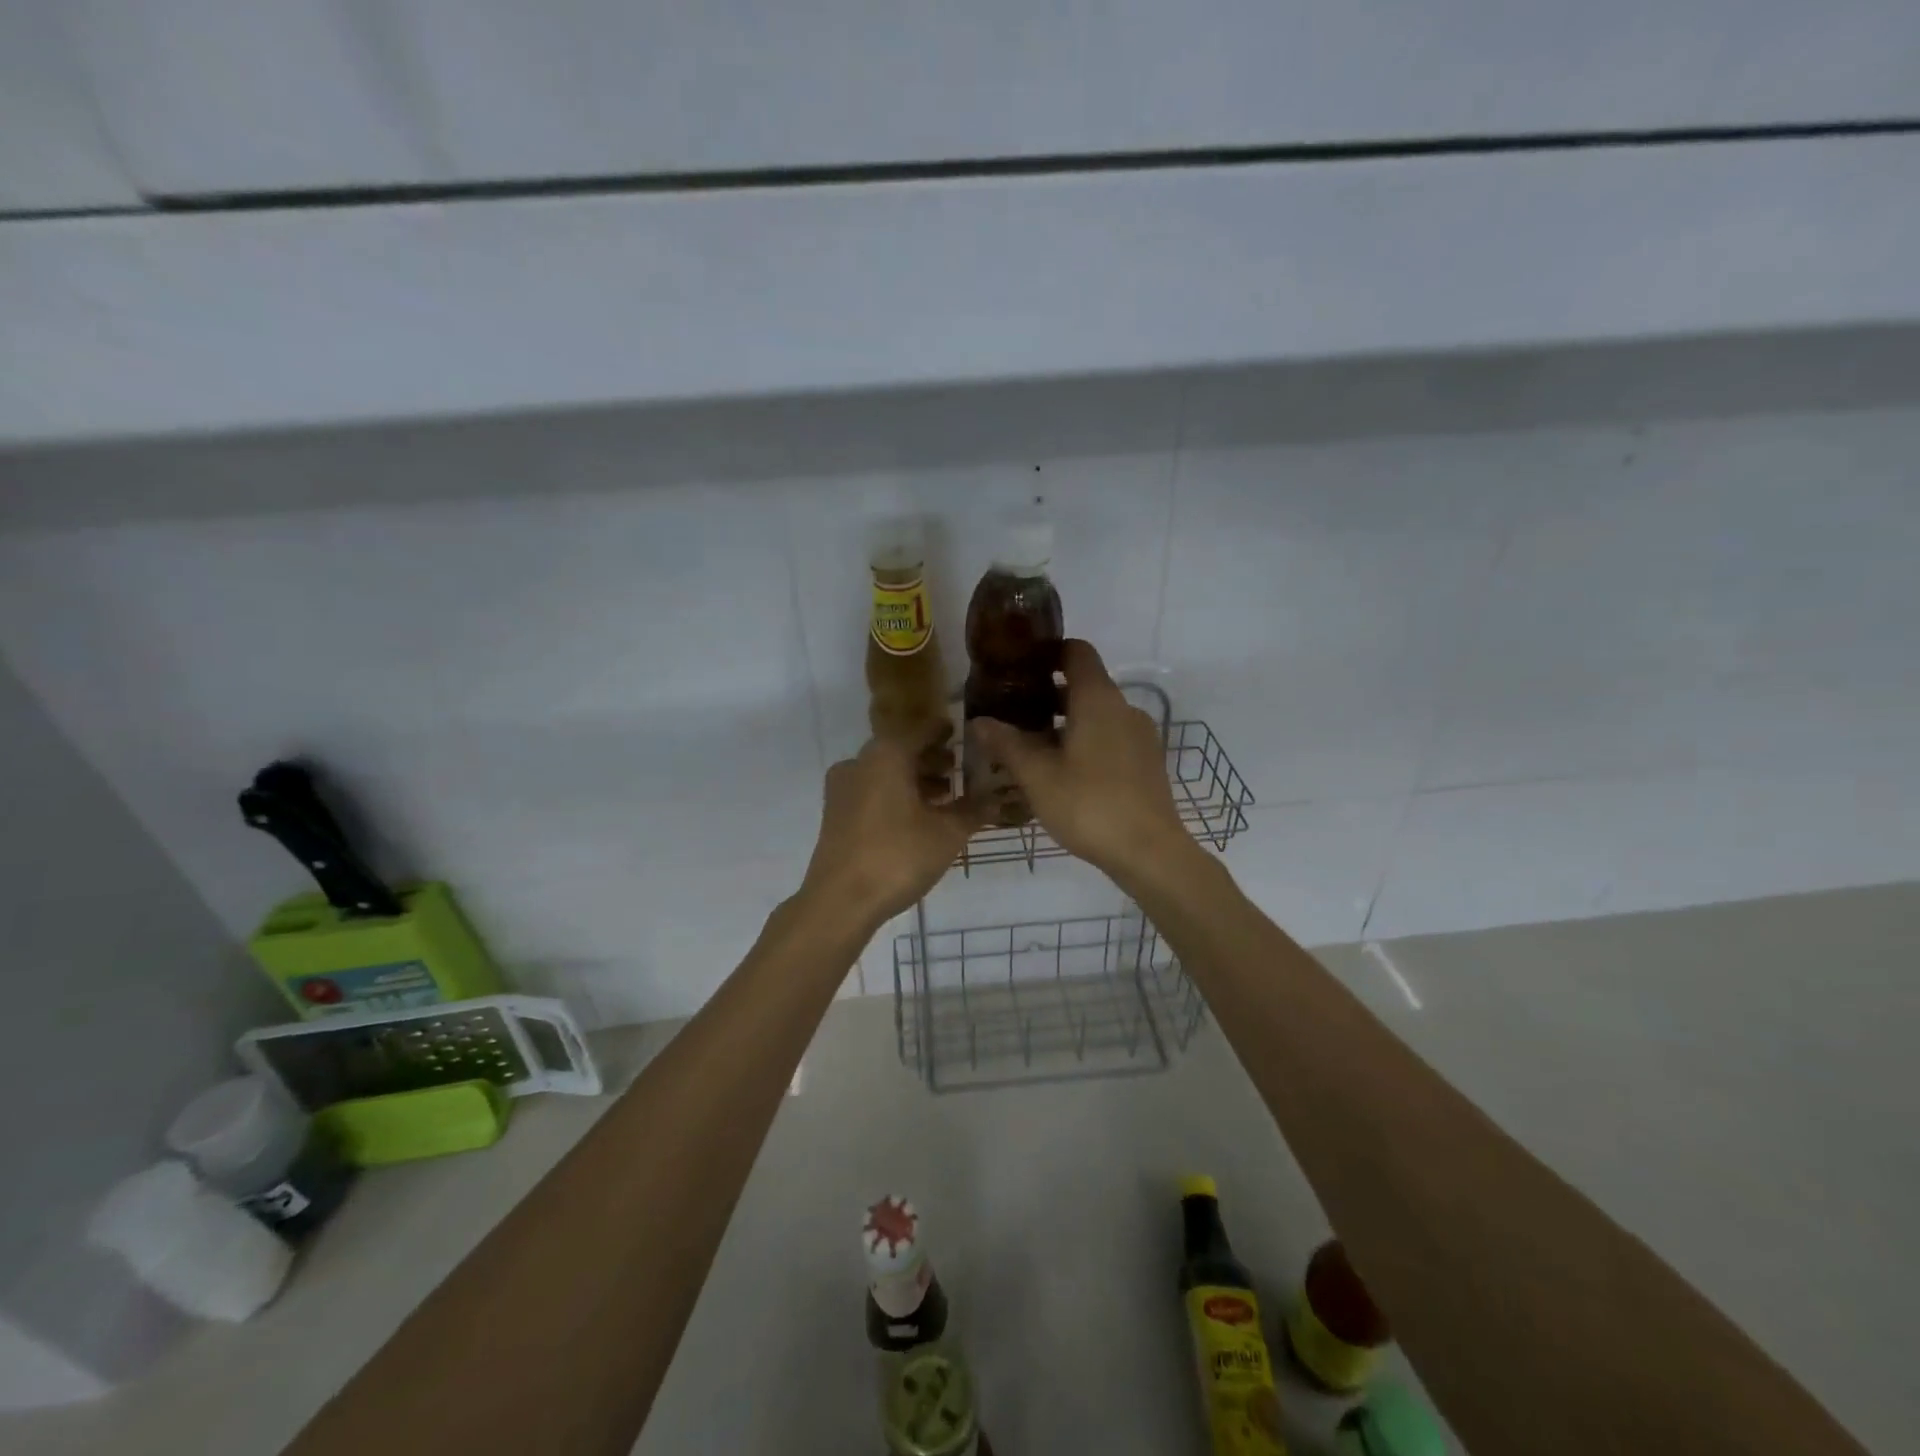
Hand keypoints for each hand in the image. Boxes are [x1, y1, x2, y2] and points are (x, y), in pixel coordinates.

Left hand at [800, 737, 979, 924]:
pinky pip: (872, 791)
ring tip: (944, 796)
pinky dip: (895, 794)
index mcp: (887, 755)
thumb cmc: (898, 857)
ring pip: (885, 772)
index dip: (944, 732)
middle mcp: (860, 762)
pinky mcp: (835, 813)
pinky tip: (917, 817)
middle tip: (959, 769)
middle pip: (901, 750)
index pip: (922, 730)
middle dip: (931, 759)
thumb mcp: (947, 834)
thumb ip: (973, 810)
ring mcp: (842, 788)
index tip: (963, 734)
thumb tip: (996, 798)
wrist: (840, 901)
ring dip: (914, 779)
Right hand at [971, 640, 1186, 880]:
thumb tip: (979, 721)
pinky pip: (1111, 738)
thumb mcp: (1037, 776)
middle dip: (1048, 694)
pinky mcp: (1147, 762)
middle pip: (1084, 685)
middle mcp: (1124, 708)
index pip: (1076, 651)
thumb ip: (1007, 744)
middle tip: (1013, 713)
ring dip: (1066, 723)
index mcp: (1098, 699)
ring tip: (1032, 748)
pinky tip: (1063, 773)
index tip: (1018, 666)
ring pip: (1097, 715)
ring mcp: (1140, 736)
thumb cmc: (1089, 805)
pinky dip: (1086, 742)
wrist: (1150, 852)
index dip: (1048, 651)